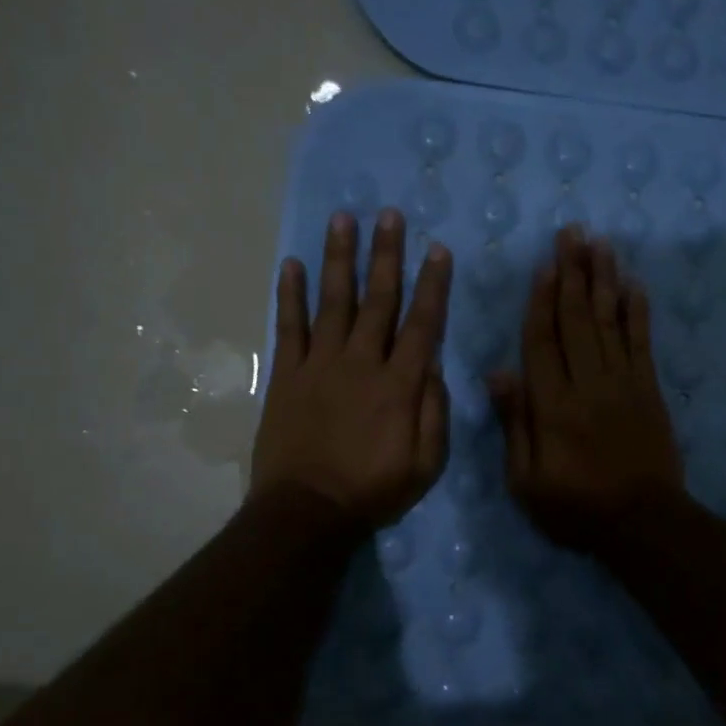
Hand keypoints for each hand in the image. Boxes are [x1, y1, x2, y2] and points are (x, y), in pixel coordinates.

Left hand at [251, 208, 452, 530]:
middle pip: (378, 300)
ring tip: (343, 220)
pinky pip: (289, 327)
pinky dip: (289, 294)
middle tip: (389, 215)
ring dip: (339, 259)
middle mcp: (361, 362)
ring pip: (334, 302)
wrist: (307, 511)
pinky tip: (290, 263)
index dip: (432, 285)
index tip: (437, 249)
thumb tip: (433, 365)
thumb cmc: (373, 490)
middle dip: (386, 255)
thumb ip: (434, 411)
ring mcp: (320, 365)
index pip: (422, 324)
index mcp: (399, 384)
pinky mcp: (288, 375)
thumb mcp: (426, 463)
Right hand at [488, 228, 684, 554]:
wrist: (642, 524)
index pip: (542, 341)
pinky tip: (635, 284)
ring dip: (604, 279)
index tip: (544, 265)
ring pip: (610, 321)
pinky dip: (638, 312)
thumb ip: (515, 424)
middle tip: (572, 232)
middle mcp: (588, 383)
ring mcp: (623, 383)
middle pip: (577, 319)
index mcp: (553, 405)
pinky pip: (642, 342)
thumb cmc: (575, 508)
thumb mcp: (526, 481)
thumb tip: (498, 372)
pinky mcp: (649, 390)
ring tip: (600, 243)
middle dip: (573, 273)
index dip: (541, 301)